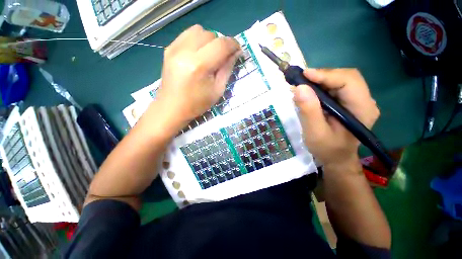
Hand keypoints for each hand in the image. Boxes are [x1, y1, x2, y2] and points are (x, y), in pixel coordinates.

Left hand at [156, 25, 241, 128]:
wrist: (172, 108)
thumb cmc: (197, 104)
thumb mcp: (217, 90)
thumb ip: (227, 69)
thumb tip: (235, 53)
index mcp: (199, 66)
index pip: (221, 45)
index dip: (233, 44)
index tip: (237, 50)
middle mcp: (184, 52)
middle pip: (210, 34)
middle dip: (220, 44)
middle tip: (221, 58)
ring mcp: (174, 48)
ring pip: (198, 30)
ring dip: (208, 40)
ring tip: (209, 55)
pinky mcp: (168, 49)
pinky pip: (187, 35)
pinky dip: (197, 40)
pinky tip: (197, 54)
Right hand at [293, 68, 379, 170]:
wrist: (336, 158)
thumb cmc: (327, 149)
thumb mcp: (315, 133)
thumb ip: (309, 111)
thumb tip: (299, 88)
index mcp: (362, 109)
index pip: (349, 81)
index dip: (326, 75)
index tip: (304, 75)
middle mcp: (364, 101)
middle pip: (345, 77)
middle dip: (322, 76)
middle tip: (301, 81)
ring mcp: (357, 100)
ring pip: (340, 80)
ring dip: (320, 80)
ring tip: (303, 86)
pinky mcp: (348, 102)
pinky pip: (335, 87)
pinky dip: (320, 86)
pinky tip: (310, 92)